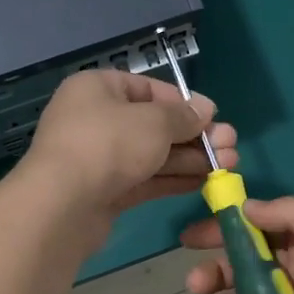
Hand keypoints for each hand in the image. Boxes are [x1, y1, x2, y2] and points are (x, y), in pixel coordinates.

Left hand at [15, 70, 236, 228]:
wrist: (62, 205)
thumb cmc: (108, 145)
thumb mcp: (154, 122)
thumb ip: (183, 116)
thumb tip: (205, 110)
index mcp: (98, 89)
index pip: (148, 89)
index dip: (184, 102)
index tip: (214, 116)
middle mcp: (95, 119)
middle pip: (153, 124)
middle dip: (194, 135)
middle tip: (230, 146)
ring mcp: (98, 158)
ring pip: (151, 154)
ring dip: (190, 159)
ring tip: (229, 165)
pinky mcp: (103, 191)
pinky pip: (144, 179)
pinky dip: (173, 179)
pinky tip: (204, 182)